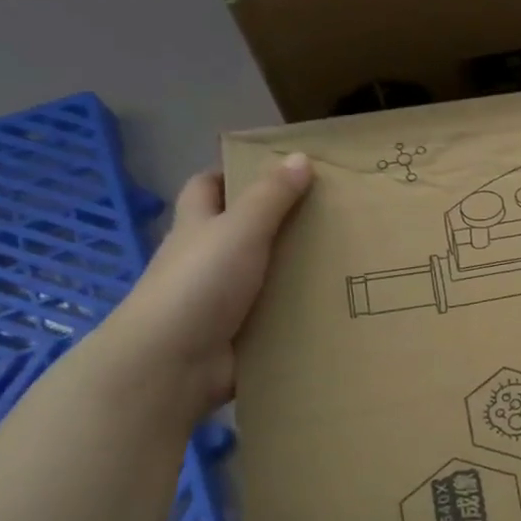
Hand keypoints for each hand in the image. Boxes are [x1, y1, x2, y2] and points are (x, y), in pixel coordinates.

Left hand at [101, 153, 312, 421]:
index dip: (233, 174)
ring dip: (295, 269)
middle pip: (240, 230)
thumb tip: (300, 157)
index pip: (206, 187)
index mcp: (197, 227)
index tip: (278, 170)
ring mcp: (220, 299)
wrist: (173, 363)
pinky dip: (299, 309)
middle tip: (329, 214)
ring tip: (347, 258)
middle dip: (278, 222)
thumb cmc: (199, 284)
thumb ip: (271, 196)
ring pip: (262, 274)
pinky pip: (275, 314)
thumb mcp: (240, 230)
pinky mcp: (239, 333)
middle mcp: (205, 260)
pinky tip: (336, 303)